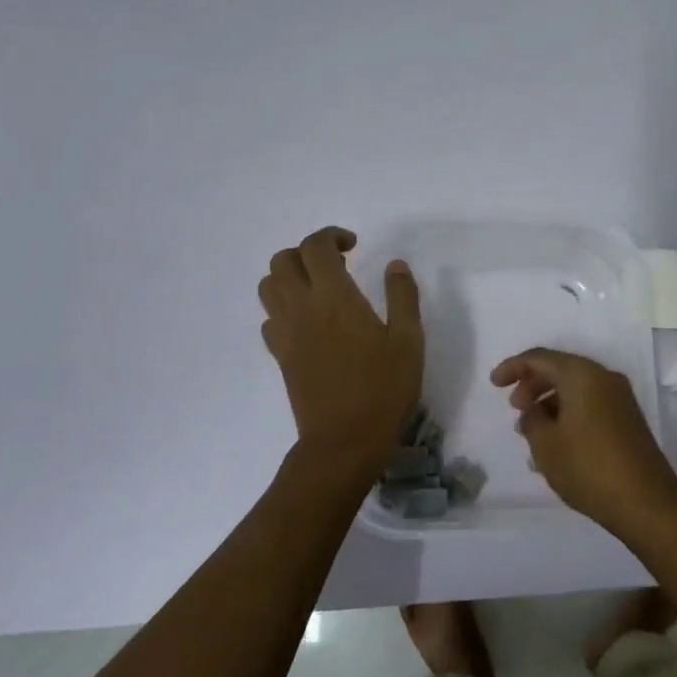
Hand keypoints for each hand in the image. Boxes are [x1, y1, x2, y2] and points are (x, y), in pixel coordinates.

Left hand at [259, 227, 423, 471]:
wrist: (343, 441)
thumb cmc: (383, 389)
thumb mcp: (408, 341)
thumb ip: (403, 297)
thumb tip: (395, 265)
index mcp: (334, 298)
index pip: (315, 247)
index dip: (331, 236)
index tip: (353, 246)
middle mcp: (301, 308)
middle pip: (282, 260)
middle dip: (306, 252)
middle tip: (336, 264)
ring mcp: (285, 333)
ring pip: (268, 286)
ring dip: (289, 276)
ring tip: (319, 289)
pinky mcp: (280, 356)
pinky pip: (269, 318)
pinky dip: (283, 308)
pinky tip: (309, 322)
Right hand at [489, 348, 676, 531]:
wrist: (646, 500)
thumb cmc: (588, 467)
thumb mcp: (546, 444)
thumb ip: (531, 420)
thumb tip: (534, 412)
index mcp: (582, 375)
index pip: (540, 358)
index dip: (513, 367)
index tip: (494, 384)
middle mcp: (604, 377)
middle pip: (560, 369)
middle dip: (532, 384)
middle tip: (515, 409)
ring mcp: (620, 398)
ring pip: (576, 387)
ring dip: (550, 401)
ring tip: (532, 430)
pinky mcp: (627, 419)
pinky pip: (590, 403)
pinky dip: (568, 412)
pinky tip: (556, 441)